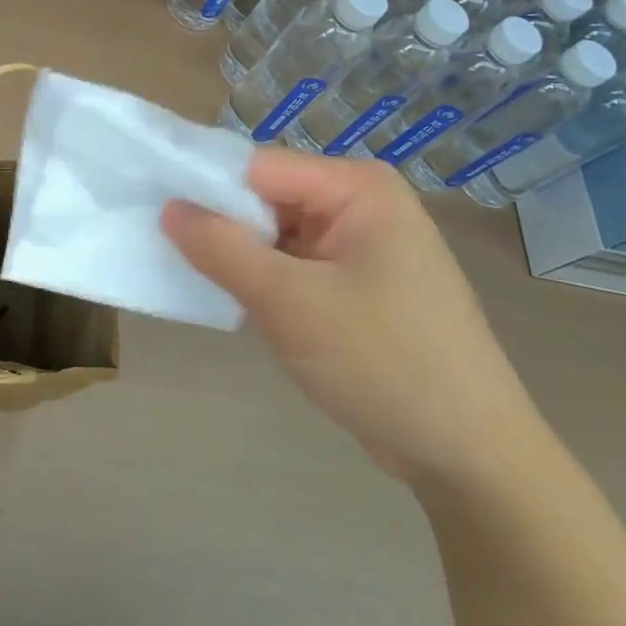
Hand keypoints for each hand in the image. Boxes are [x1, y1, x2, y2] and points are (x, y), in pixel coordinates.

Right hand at [162, 150, 542, 484]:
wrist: (470, 457)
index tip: (154, 213)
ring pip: (278, 235)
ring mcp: (363, 246)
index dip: (206, 187)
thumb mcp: (290, 302)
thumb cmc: (383, 362)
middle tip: (169, 254)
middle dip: (224, 228)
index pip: (260, 167)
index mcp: (358, 187)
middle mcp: (362, 204)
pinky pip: (297, 266)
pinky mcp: (360, 285)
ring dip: (243, 260)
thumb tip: (169, 208)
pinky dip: (265, 283)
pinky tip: (238, 305)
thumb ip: (222, 249)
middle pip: (269, 198)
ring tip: (196, 281)